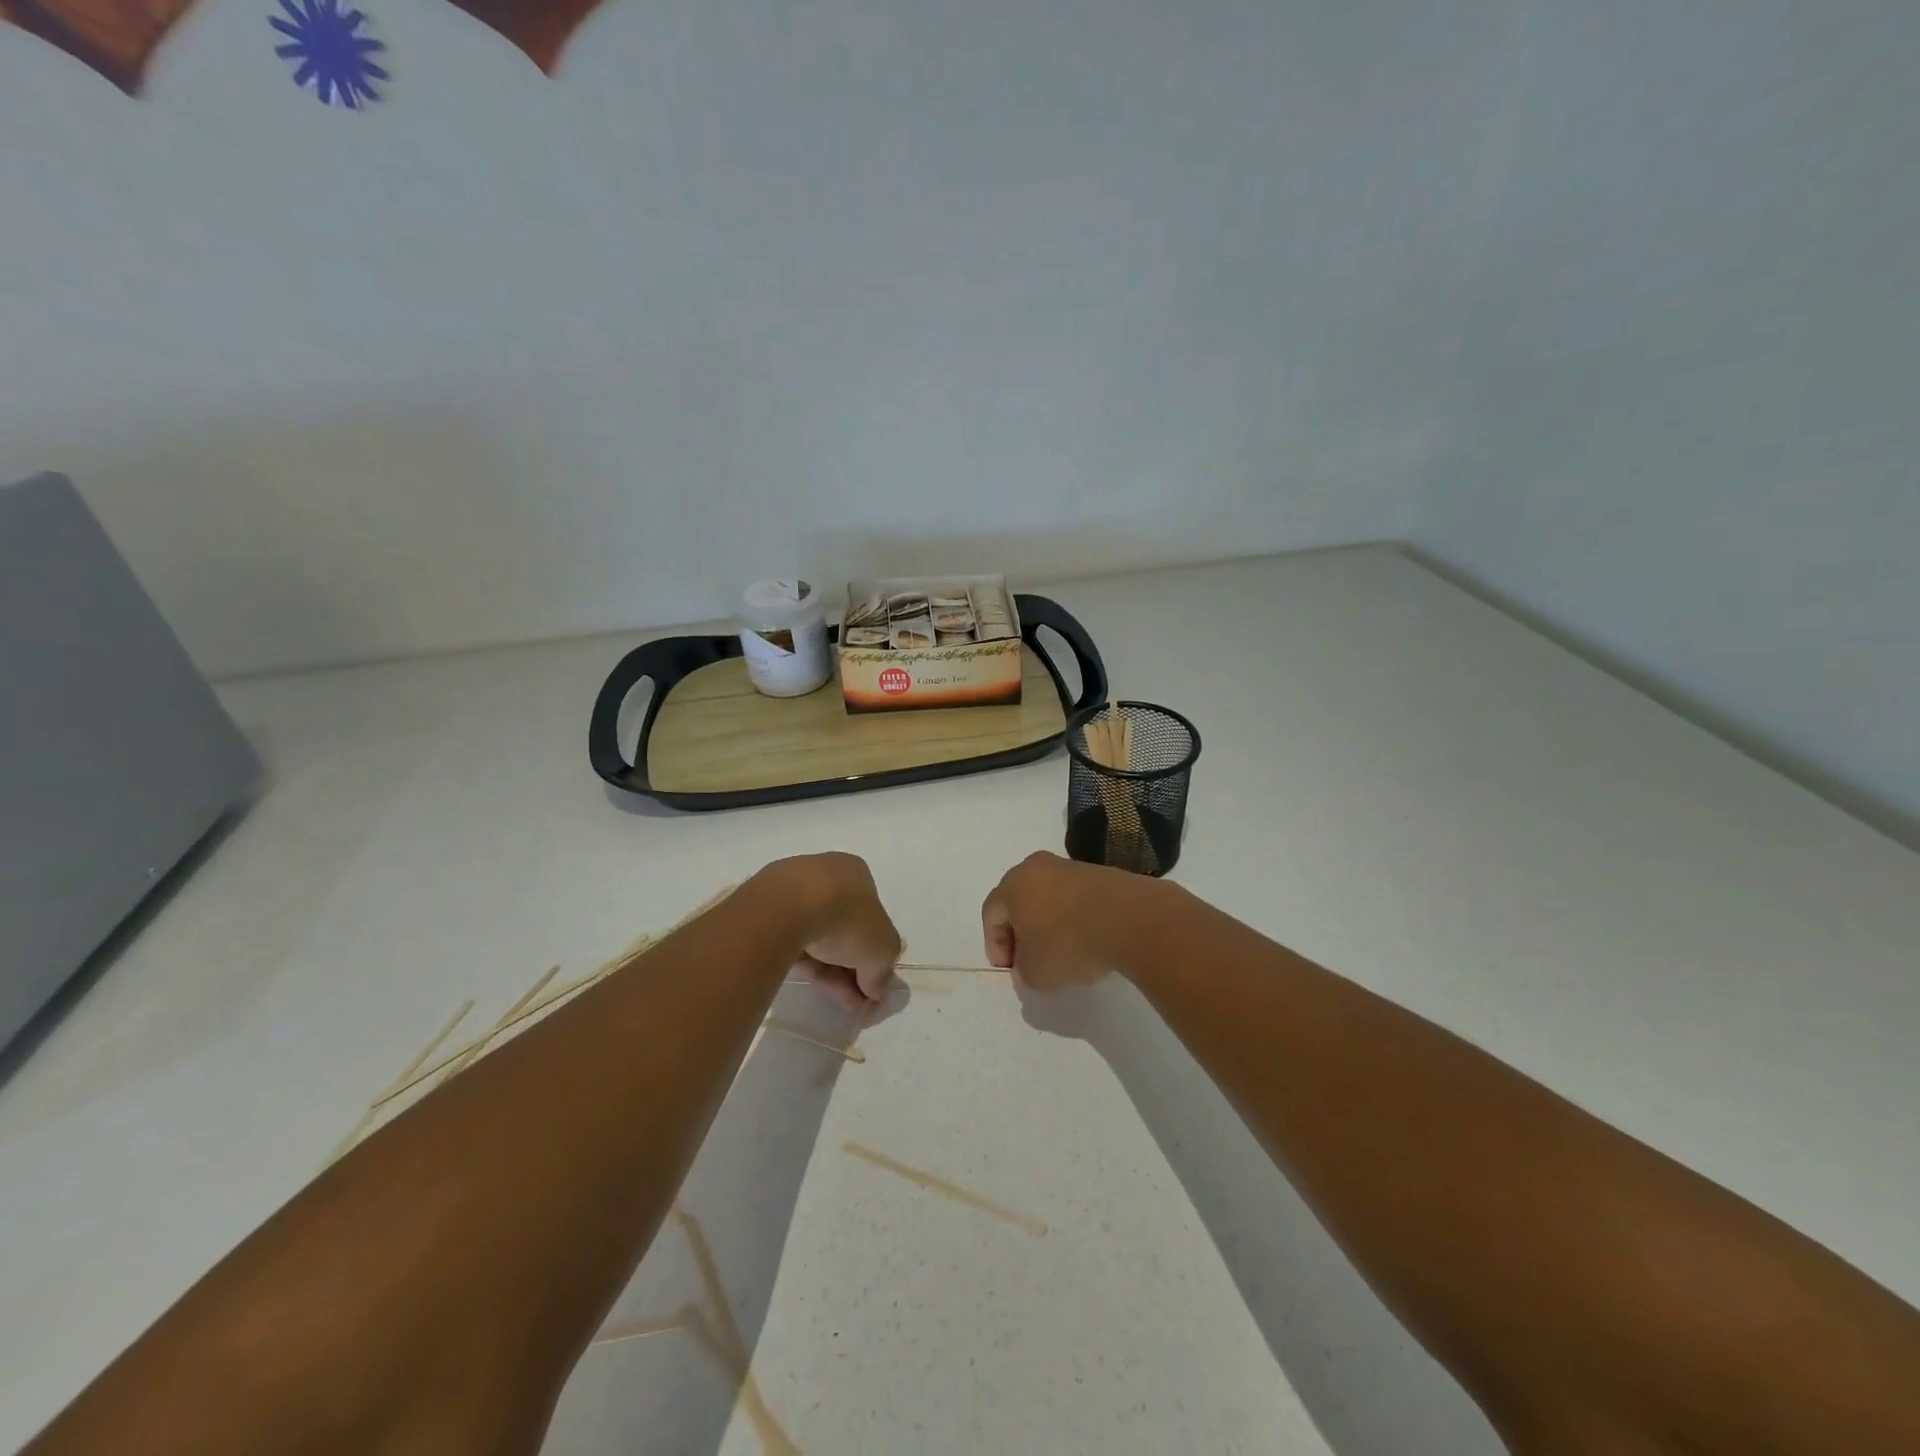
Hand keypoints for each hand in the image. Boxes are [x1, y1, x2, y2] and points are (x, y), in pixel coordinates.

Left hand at [765, 853, 901, 1009]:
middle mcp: (825, 872)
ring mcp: (791, 888)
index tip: (872, 985)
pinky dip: (801, 960)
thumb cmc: (846, 918)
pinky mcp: (764, 906)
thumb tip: (878, 989)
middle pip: (843, 928)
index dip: (874, 954)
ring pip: (815, 934)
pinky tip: (806, 981)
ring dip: (828, 969)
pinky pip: (790, 937)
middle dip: (851, 968)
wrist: (785, 908)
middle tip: (853, 1001)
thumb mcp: (882, 951)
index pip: (871, 917)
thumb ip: (883, 971)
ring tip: (831, 999)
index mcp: (856, 872)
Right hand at [981, 852, 1150, 990]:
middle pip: (1018, 901)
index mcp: (1013, 885)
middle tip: (1029, 960)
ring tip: (1062, 953)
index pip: (991, 914)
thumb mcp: (1036, 973)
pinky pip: (1075, 898)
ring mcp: (1069, 867)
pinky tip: (1086, 940)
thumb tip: (1026, 968)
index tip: (1010, 970)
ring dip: (1048, 924)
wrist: (1129, 918)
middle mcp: (1037, 868)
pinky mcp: (1099, 873)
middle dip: (1021, 932)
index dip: (995, 944)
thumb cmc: (1068, 942)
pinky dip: (1073, 918)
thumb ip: (1023, 972)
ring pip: (1048, 898)